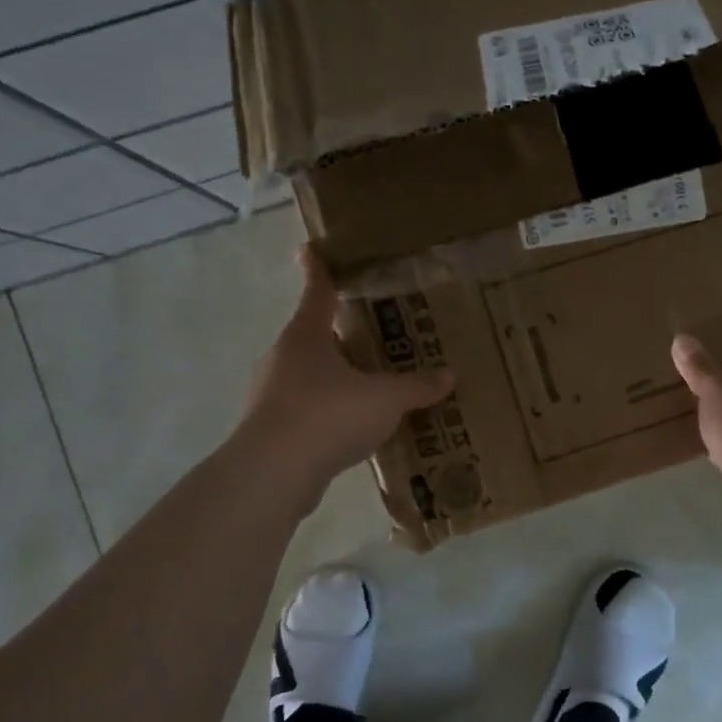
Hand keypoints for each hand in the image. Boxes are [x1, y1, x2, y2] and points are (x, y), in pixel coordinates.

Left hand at [238, 244, 454, 504]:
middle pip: (314, 337)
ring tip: (371, 386)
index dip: (318, 270)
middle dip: (340, 335)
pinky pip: (308, 411)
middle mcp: (283, 358)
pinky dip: (330, 413)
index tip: (312, 249)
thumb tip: (449, 376)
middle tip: (372, 334)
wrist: (274, 473)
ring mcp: (271, 395)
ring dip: (336, 378)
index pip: (316, 293)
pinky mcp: (272, 430)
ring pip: (310, 376)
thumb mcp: (385, 398)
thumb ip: (416, 386)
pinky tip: (355, 429)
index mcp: (306, 336)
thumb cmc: (328, 415)